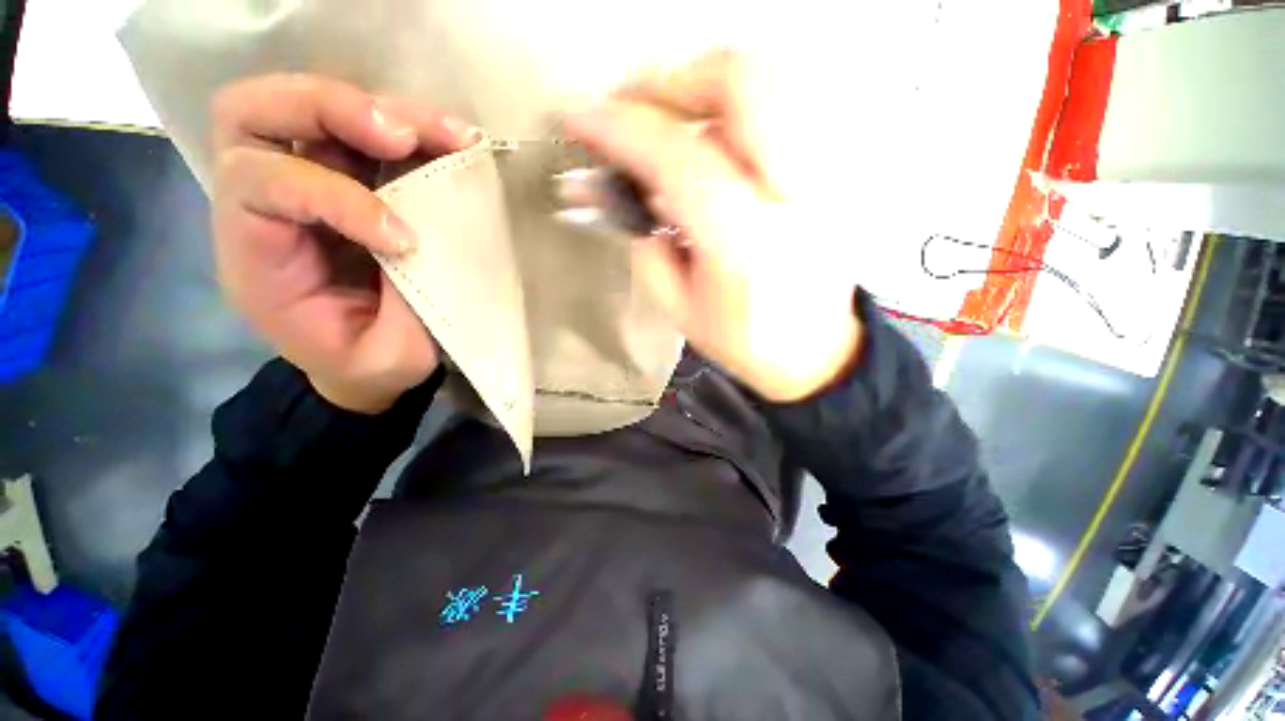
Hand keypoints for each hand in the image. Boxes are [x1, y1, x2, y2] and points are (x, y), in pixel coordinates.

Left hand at [210, 75, 473, 413]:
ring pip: (310, 105)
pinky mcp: (355, 180)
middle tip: (401, 135)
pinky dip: (413, 127)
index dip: (335, 197)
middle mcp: (265, 204)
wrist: (367, 362)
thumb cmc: (369, 365)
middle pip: (253, 114)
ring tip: (452, 136)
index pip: (259, 186)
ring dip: (385, 109)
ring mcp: (310, 183)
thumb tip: (433, 243)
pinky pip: (368, 131)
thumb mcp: (389, 357)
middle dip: (327, 109)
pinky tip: (455, 143)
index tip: (406, 240)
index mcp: (255, 257)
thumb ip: (405, 306)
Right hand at [564, 51, 861, 402]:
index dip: (620, 129)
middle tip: (633, 107)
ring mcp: (826, 175)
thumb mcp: (679, 306)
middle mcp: (794, 196)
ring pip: (771, 76)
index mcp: (745, 244)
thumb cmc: (745, 340)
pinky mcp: (834, 171)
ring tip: (670, 120)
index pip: (677, 158)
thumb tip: (608, 187)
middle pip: (741, 80)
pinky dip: (739, 105)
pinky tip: (714, 136)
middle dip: (671, 80)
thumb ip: (643, 242)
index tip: (580, 119)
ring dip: (705, 86)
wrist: (814, 350)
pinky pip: (787, 103)